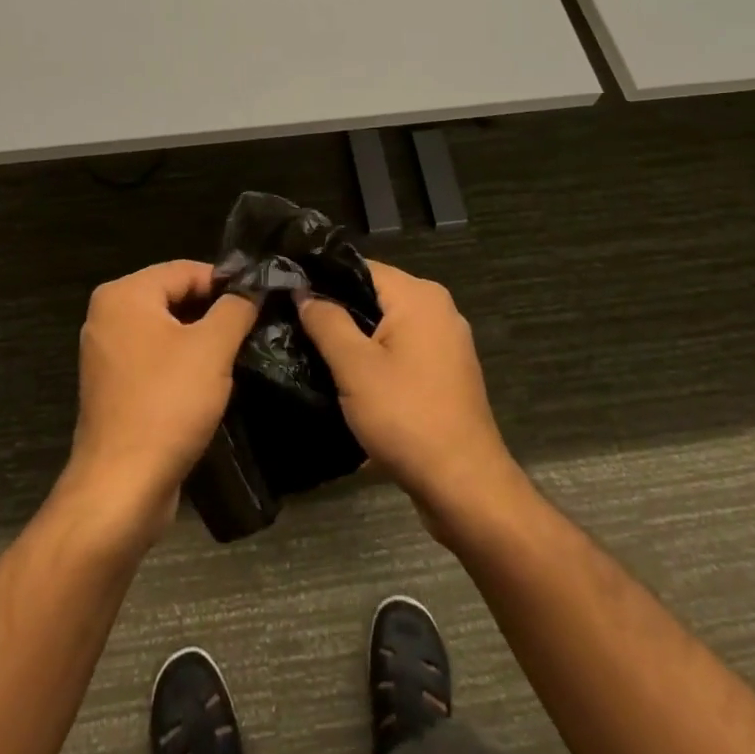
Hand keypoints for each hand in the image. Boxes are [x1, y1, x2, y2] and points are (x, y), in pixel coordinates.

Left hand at [63, 260, 258, 545]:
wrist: (121, 487)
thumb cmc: (167, 404)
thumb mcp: (213, 348)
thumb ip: (236, 308)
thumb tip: (253, 286)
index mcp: (124, 294)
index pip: (185, 269)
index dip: (226, 282)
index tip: (260, 300)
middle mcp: (107, 315)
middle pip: (173, 296)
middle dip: (214, 310)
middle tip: (253, 326)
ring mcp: (106, 352)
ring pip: (166, 329)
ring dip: (201, 338)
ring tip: (238, 352)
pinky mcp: (112, 386)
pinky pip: (154, 358)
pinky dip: (181, 362)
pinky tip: (210, 380)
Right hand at [298, 261, 527, 540]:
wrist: (465, 486)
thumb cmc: (406, 417)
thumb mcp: (354, 367)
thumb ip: (326, 321)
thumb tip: (303, 290)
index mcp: (419, 295)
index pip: (360, 267)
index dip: (323, 278)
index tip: (289, 295)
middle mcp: (438, 308)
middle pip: (374, 294)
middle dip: (338, 310)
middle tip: (296, 327)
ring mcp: (447, 341)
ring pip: (387, 324)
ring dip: (356, 337)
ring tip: (315, 352)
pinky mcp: (447, 371)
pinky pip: (403, 349)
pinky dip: (378, 357)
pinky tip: (350, 378)